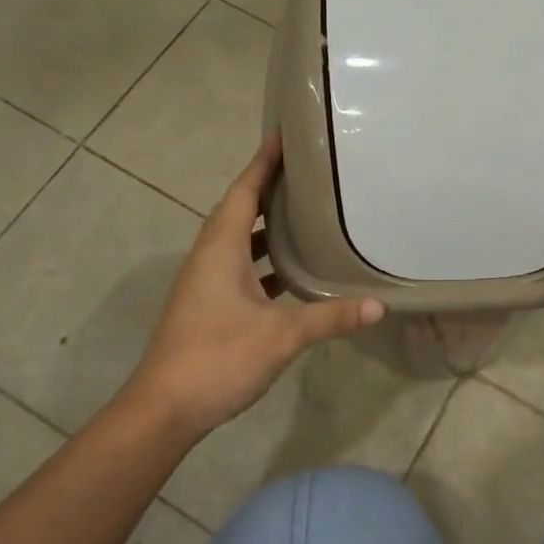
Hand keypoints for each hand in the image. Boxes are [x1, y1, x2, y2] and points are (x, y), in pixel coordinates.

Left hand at [129, 136, 384, 436]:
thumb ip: (330, 318)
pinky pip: (239, 265)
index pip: (243, 191)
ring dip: (266, 223)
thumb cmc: (217, 359)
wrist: (164, 410)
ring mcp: (206, 283)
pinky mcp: (209, 305)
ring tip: (305, 210)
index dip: (263, 162)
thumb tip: (380, 305)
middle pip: (239, 209)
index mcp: (220, 249)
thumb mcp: (280, 336)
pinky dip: (264, 258)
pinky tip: (292, 270)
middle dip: (269, 186)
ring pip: (238, 239)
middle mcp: (209, 257)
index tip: (284, 134)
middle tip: (307, 169)